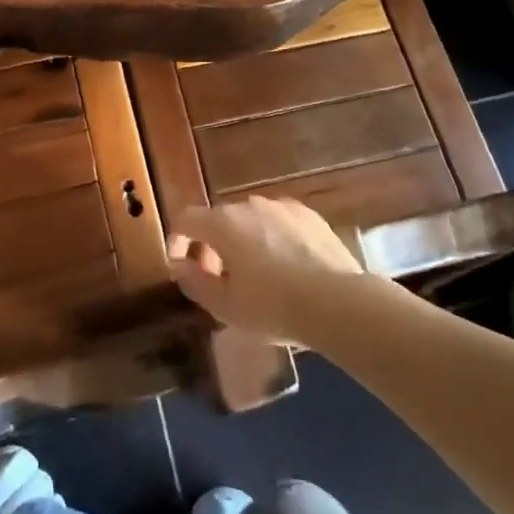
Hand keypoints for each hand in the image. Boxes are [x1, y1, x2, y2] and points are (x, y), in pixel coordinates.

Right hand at [166, 197, 366, 343]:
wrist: (337, 302)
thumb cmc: (273, 307)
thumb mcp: (225, 307)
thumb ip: (195, 283)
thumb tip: (180, 266)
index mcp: (223, 223)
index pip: (185, 219)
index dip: (176, 240)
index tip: (180, 265)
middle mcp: (249, 205)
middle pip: (219, 219)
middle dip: (212, 246)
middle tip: (220, 279)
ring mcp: (281, 206)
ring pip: (250, 220)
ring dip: (244, 241)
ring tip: (256, 275)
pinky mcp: (308, 215)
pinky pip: (279, 222)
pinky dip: (273, 238)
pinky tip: (287, 266)